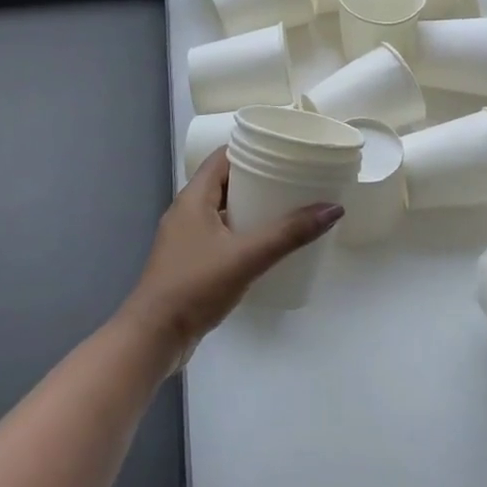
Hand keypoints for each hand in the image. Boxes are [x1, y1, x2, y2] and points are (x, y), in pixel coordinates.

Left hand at [118, 149, 341, 361]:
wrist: (154, 338)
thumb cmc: (195, 286)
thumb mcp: (247, 256)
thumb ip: (289, 233)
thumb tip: (333, 208)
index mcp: (193, 198)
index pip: (223, 156)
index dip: (252, 148)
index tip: (284, 149)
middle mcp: (187, 212)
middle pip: (226, 182)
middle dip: (258, 178)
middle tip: (294, 178)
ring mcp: (186, 239)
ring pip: (224, 210)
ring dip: (252, 207)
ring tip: (288, 208)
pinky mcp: (190, 262)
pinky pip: (221, 234)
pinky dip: (243, 232)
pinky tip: (266, 245)